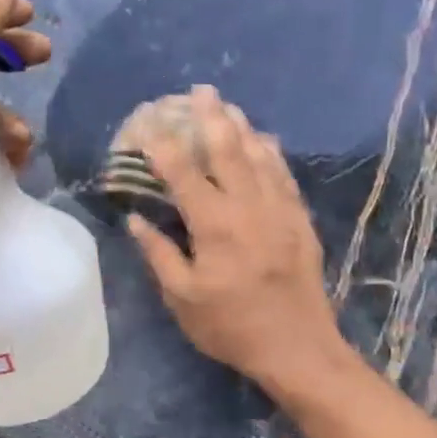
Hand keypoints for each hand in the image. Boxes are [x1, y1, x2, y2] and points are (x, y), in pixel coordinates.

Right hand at [127, 85, 345, 390]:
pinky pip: (284, 175)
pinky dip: (272, 153)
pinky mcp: (300, 220)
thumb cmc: (232, 327)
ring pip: (260, 156)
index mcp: (214, 225)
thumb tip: (136, 219)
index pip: (183, 173)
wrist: (298, 347)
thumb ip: (159, 254)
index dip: (163, 145)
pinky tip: (265, 141)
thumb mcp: (183, 299)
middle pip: (228, 150)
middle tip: (201, 90)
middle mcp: (248, 207)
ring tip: (230, 106)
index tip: (148, 123)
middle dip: (211, 117)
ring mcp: (279, 210)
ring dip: (243, 127)